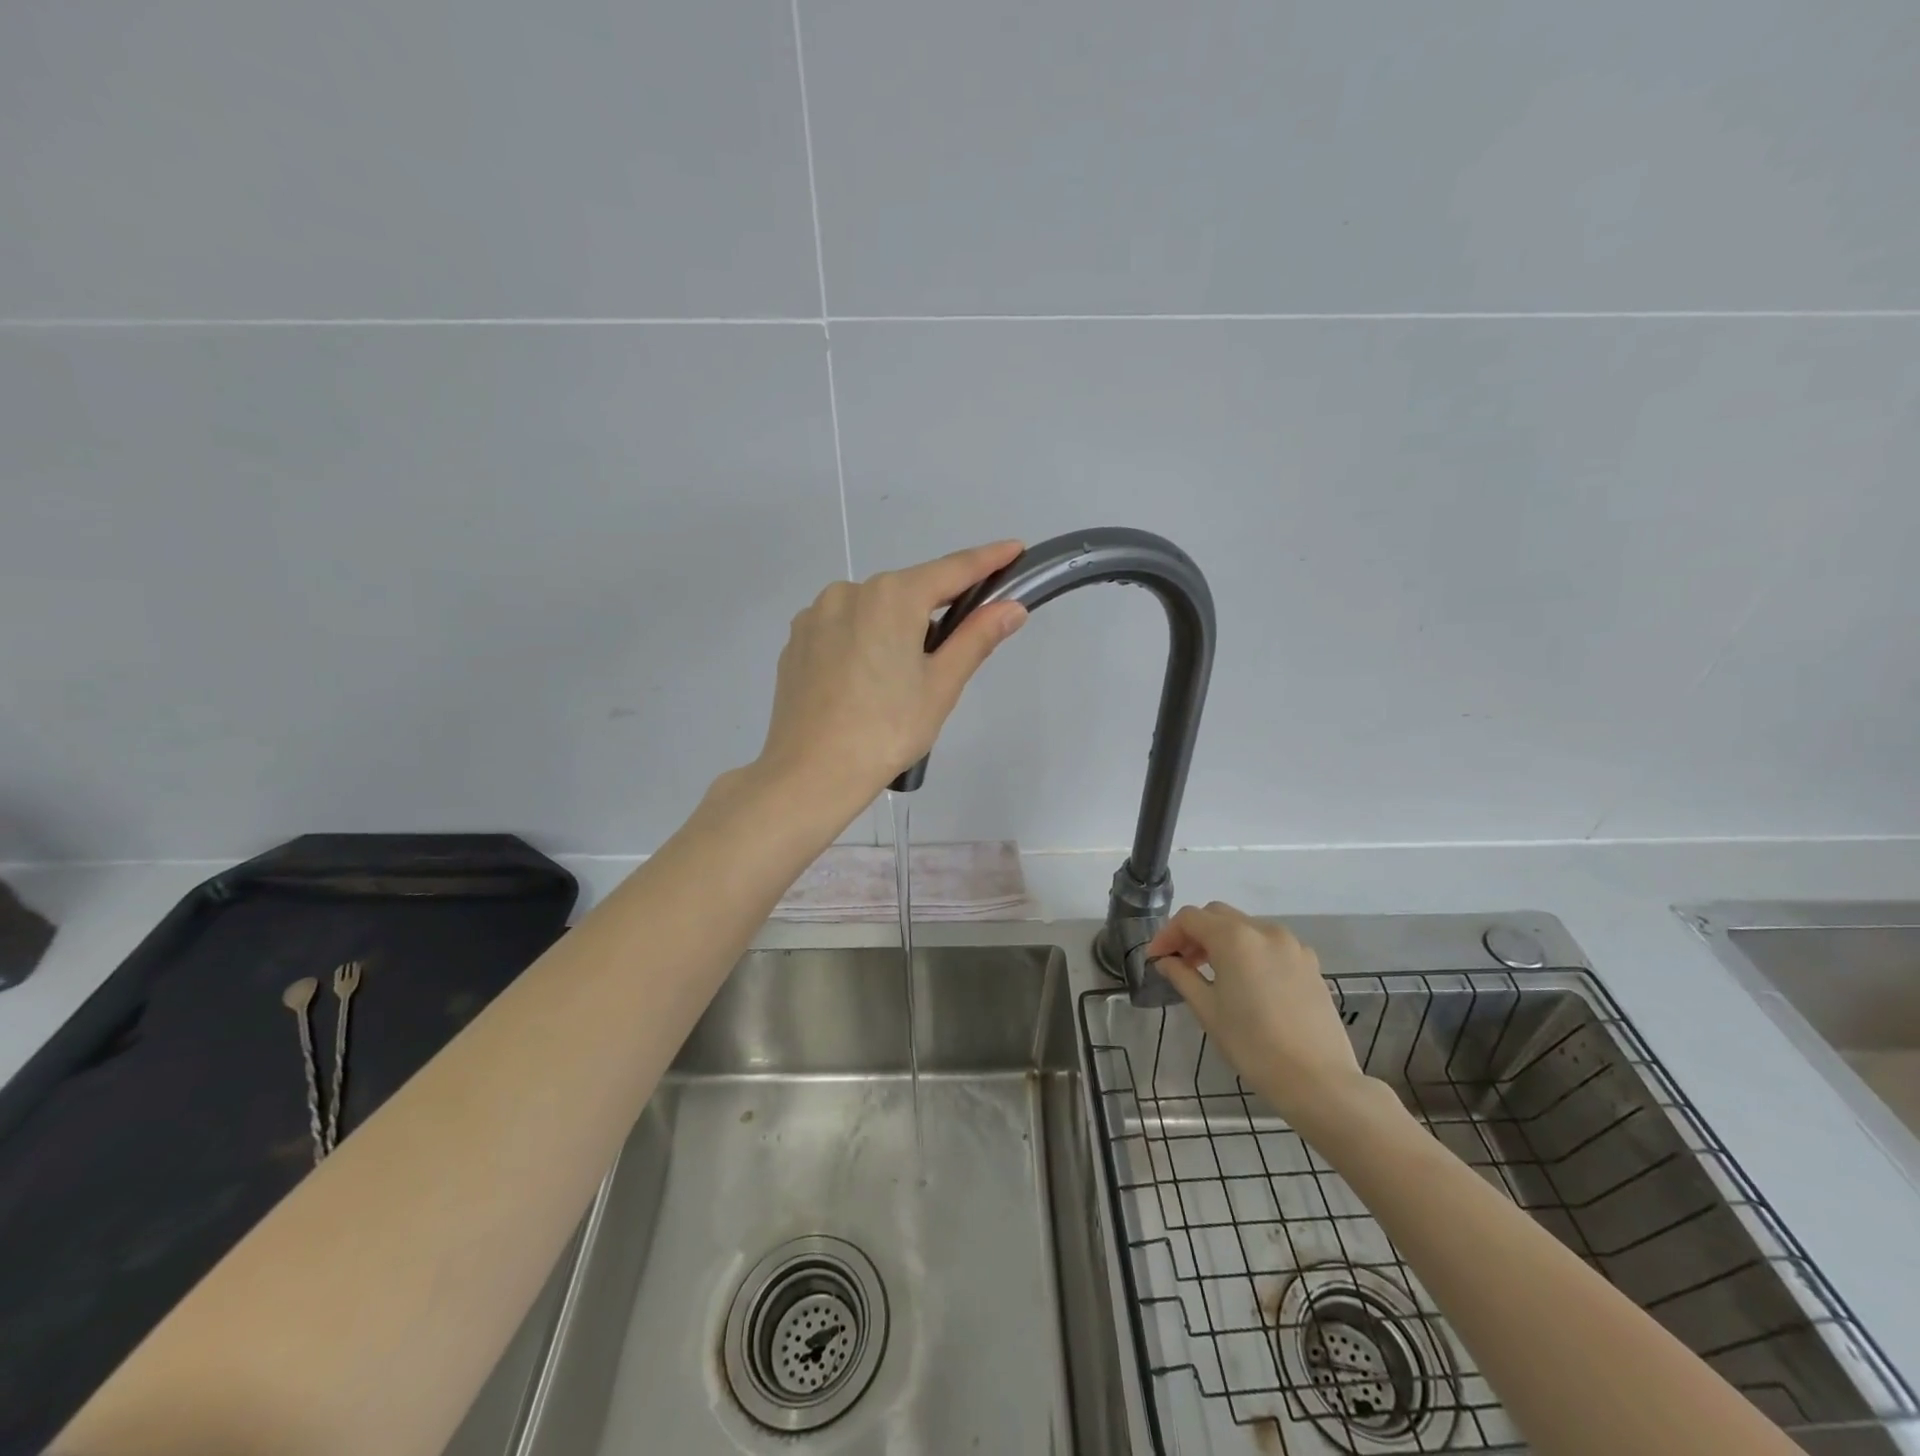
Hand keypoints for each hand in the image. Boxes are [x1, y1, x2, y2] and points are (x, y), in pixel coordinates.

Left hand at [755, 541, 1027, 811]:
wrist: (810, 774)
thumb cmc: (887, 731)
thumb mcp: (941, 686)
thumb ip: (976, 638)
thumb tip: (1011, 607)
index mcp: (892, 597)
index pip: (952, 570)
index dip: (988, 560)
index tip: (1015, 549)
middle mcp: (849, 591)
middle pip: (908, 592)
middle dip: (935, 611)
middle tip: (949, 656)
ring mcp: (815, 615)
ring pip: (872, 611)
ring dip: (894, 628)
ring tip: (897, 683)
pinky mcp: (796, 640)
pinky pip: (842, 628)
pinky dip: (862, 642)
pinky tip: (862, 683)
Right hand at [1146, 903, 1368, 1126]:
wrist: (1318, 1080)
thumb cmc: (1252, 1045)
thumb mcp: (1207, 1010)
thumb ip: (1182, 976)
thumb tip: (1166, 961)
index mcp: (1234, 938)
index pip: (1189, 918)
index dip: (1167, 934)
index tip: (1156, 959)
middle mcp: (1264, 930)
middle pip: (1218, 915)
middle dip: (1194, 933)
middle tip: (1181, 962)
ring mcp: (1292, 945)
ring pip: (1246, 927)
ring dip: (1222, 940)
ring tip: (1212, 972)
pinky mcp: (1310, 963)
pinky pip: (1270, 944)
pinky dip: (1250, 951)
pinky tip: (1247, 982)